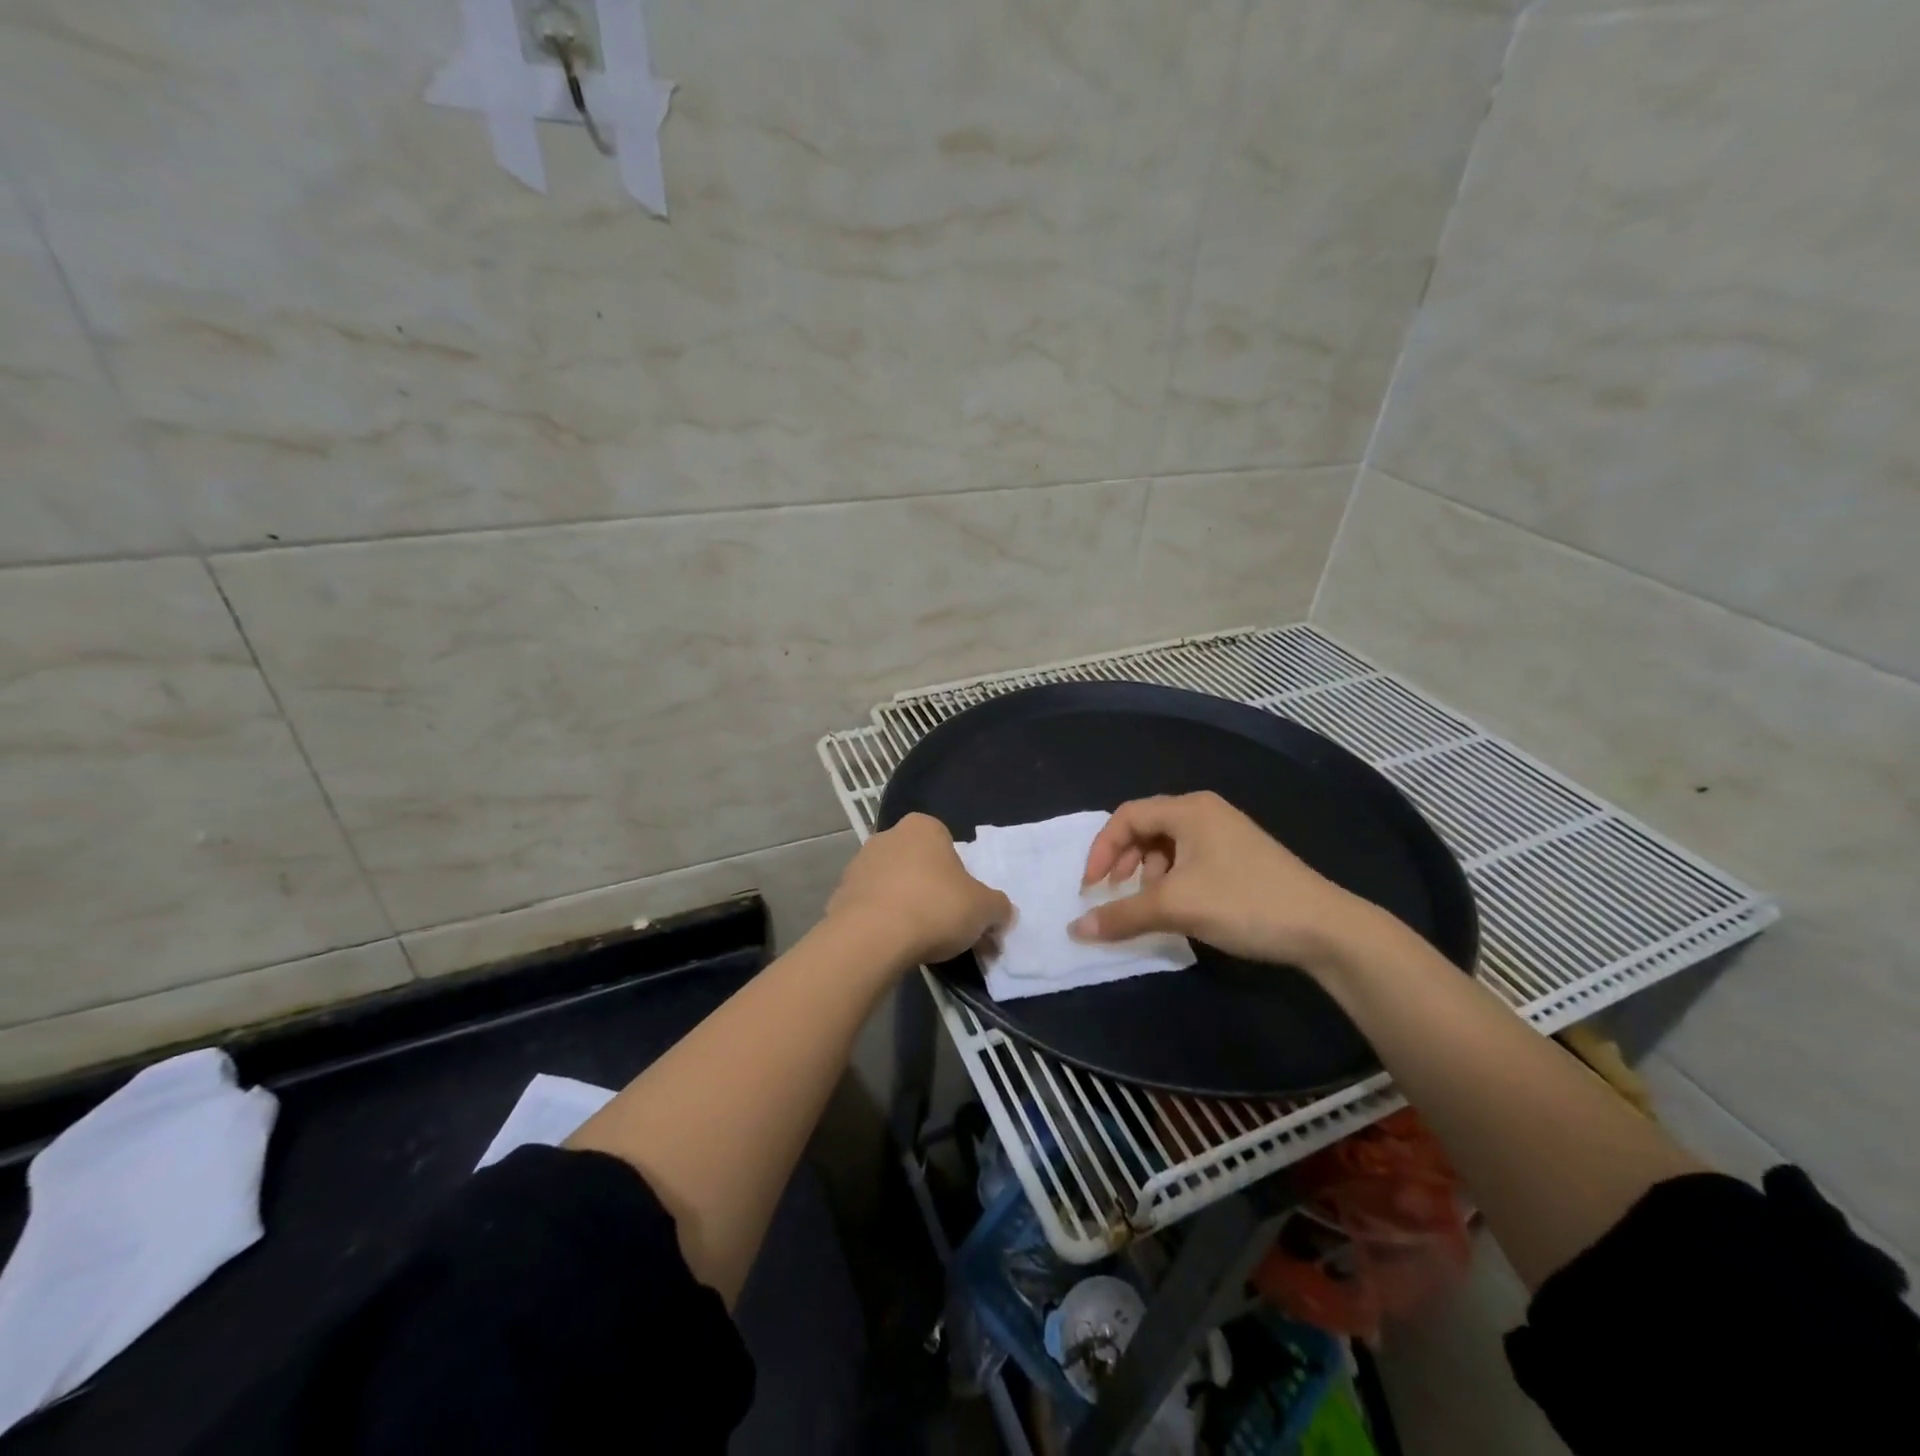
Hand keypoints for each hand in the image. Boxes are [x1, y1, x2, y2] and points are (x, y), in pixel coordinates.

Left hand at [826, 813, 1013, 968]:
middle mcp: (888, 836)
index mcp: (923, 827)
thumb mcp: (984, 909)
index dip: (960, 876)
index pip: (948, 845)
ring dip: (905, 905)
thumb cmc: (935, 908)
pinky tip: (892, 946)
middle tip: (946, 925)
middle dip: (931, 889)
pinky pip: (870, 907)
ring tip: (918, 941)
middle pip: (919, 864)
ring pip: (893, 885)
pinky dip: (881, 922)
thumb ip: (998, 907)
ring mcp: (859, 864)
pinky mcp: (839, 895)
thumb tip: (1002, 913)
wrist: (871, 938)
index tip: (964, 904)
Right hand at [1069, 791, 1383, 974]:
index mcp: (1189, 809)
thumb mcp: (1176, 907)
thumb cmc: (1244, 903)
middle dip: (1124, 861)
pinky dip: (1173, 880)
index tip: (1092, 887)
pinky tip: (1182, 908)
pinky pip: (1190, 859)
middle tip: (1116, 893)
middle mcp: (1206, 812)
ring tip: (1154, 905)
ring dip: (1149, 874)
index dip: (1102, 849)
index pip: (1127, 816)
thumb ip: (1122, 914)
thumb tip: (1075, 929)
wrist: (1325, 928)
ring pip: (1168, 845)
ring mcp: (1226, 833)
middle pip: (1146, 827)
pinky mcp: (1240, 857)